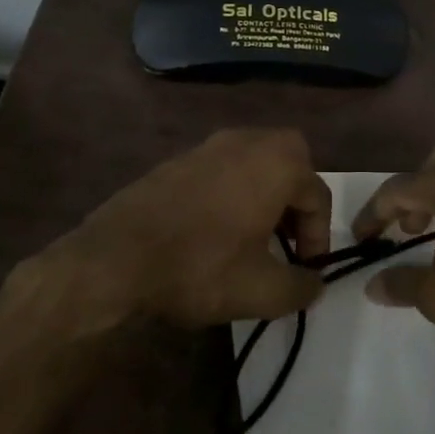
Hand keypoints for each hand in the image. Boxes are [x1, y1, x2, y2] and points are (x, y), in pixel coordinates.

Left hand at [44, 128, 331, 328]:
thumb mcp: (262, 291)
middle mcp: (246, 142)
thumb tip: (314, 284)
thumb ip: (301, 287)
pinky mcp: (176, 160)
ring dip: (264, 195)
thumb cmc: (199, 268)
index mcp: (276, 163)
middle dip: (296, 201)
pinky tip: (216, 231)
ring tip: (254, 238)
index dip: (319, 237)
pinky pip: (222, 169)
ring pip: (255, 163)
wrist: (114, 259)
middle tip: (287, 240)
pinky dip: (232, 192)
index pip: (318, 195)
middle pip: (290, 163)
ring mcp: (207, 146)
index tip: (306, 270)